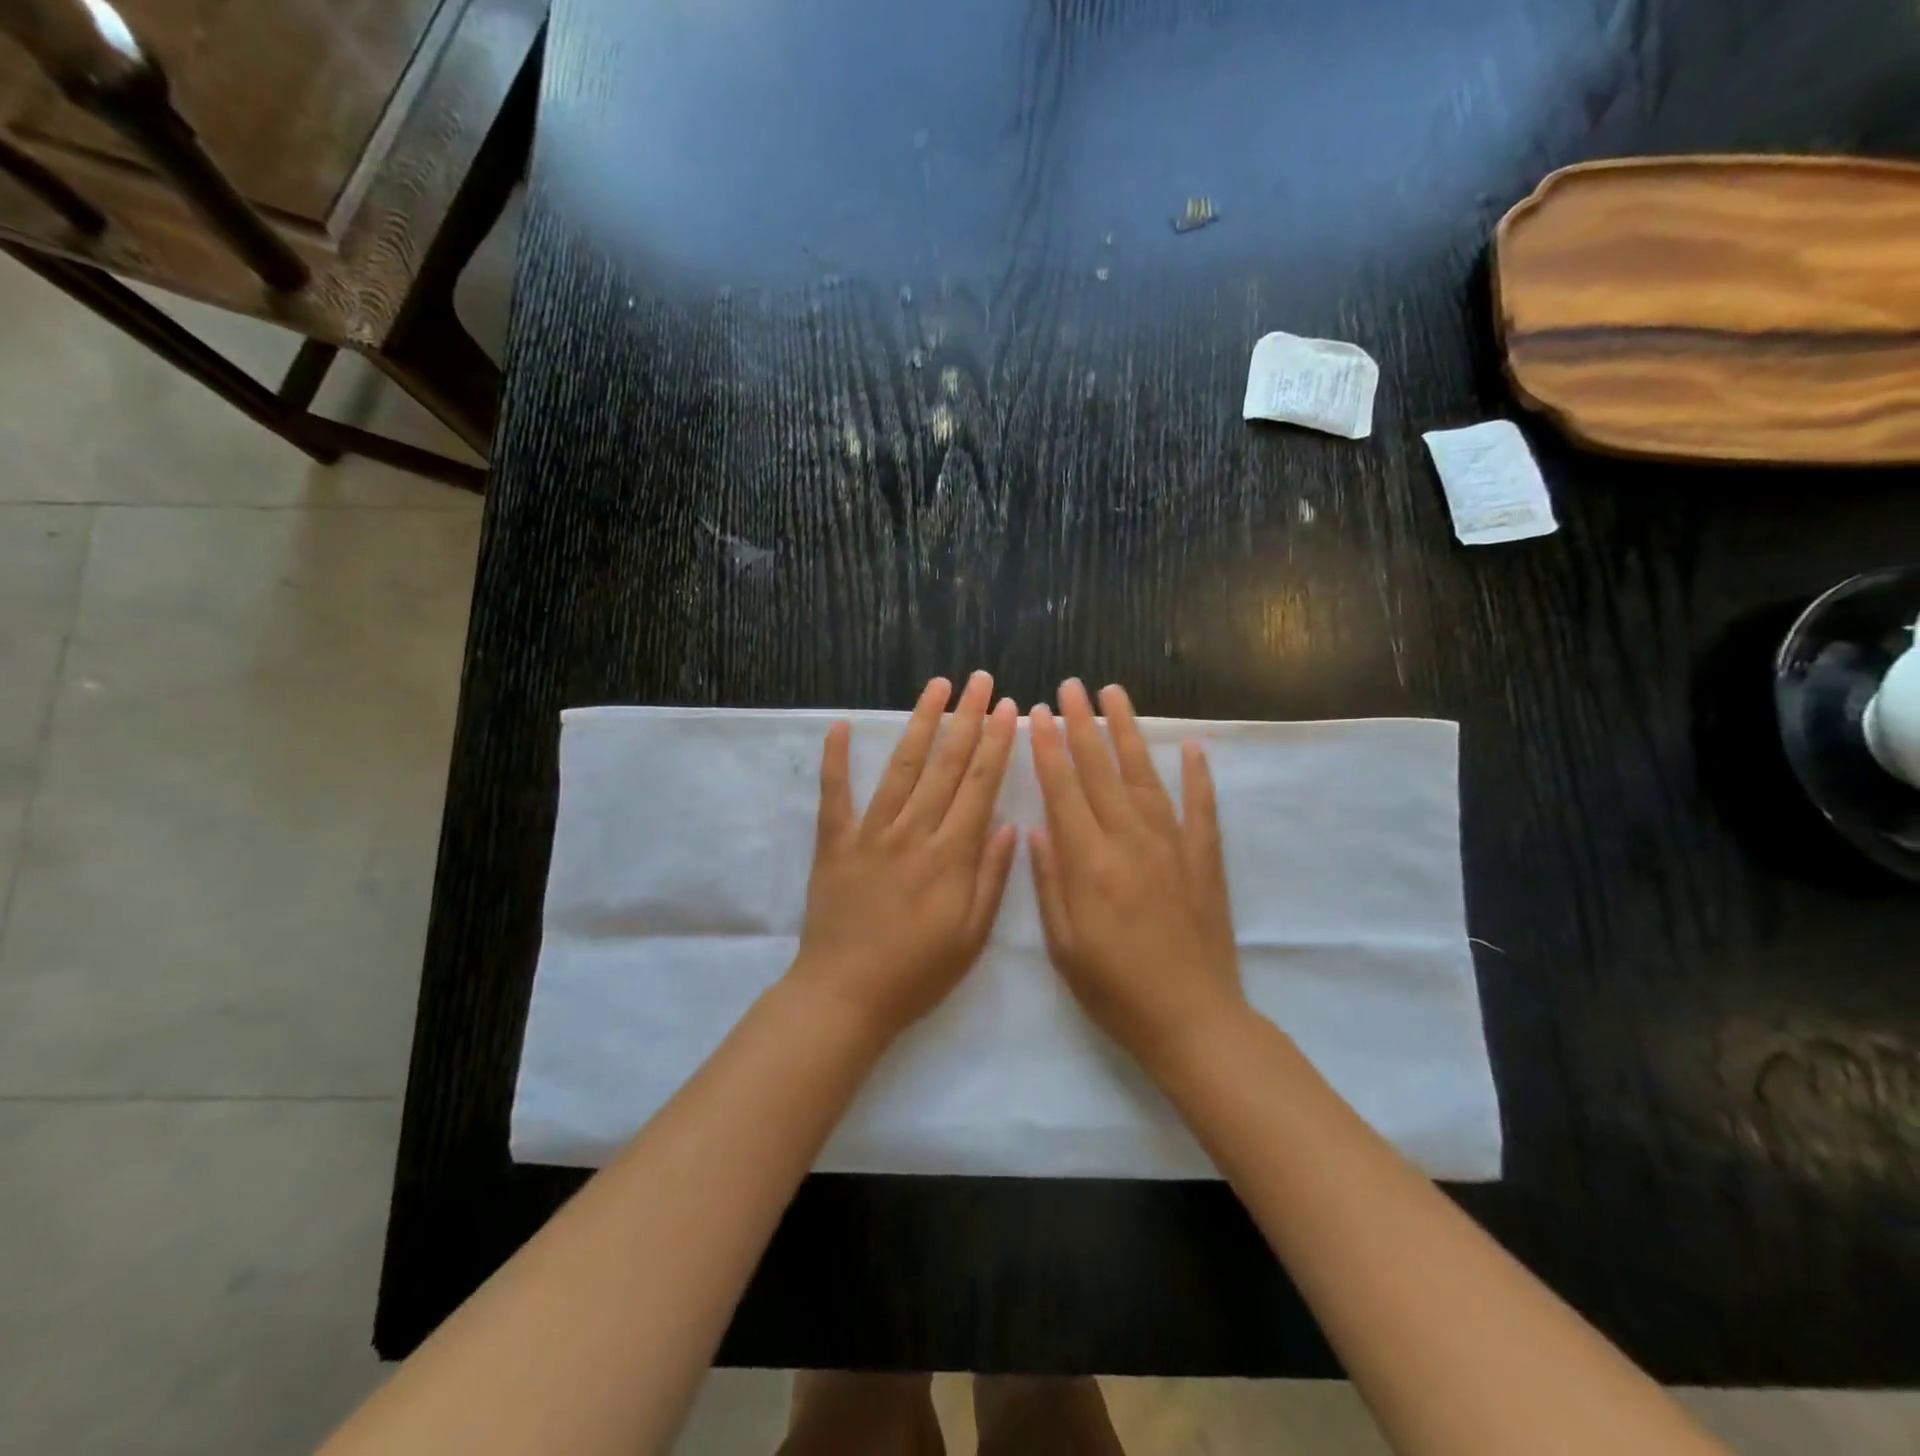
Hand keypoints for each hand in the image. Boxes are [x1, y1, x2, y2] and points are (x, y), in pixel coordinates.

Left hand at [791, 671, 1019, 1042]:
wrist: (845, 997)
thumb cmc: (917, 974)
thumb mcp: (971, 937)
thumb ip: (991, 878)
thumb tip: (1008, 825)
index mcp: (951, 857)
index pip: (980, 786)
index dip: (996, 744)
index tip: (1009, 709)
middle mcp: (913, 833)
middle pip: (945, 765)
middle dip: (967, 718)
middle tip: (981, 680)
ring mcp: (870, 834)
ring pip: (900, 768)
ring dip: (920, 723)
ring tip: (937, 686)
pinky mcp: (834, 843)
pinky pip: (835, 794)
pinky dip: (837, 759)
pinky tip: (842, 726)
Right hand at [1029, 680, 1246, 1075]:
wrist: (1193, 1021)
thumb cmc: (1116, 991)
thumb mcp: (1064, 946)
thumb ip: (1050, 882)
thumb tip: (1037, 829)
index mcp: (1090, 864)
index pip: (1064, 790)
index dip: (1047, 748)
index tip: (1036, 713)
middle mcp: (1130, 842)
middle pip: (1101, 770)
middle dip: (1081, 724)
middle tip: (1070, 686)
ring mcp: (1173, 846)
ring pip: (1145, 776)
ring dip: (1128, 732)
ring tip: (1115, 696)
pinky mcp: (1204, 859)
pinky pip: (1200, 807)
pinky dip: (1197, 775)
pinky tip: (1191, 747)